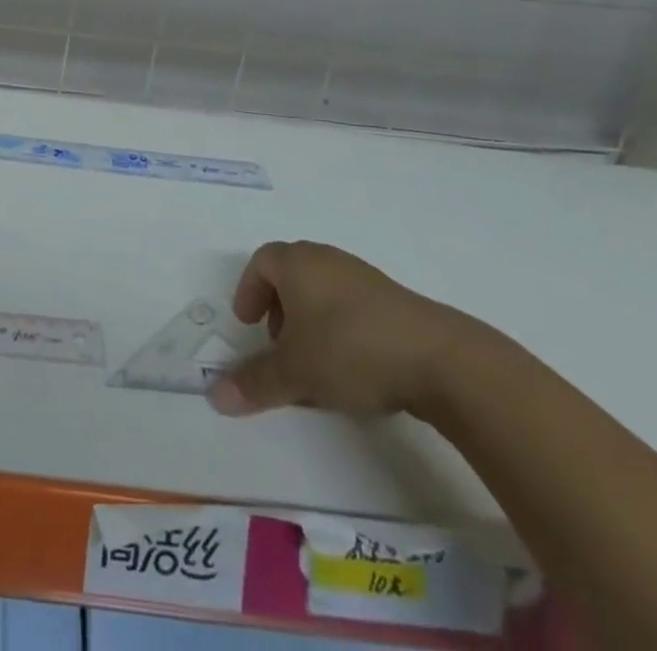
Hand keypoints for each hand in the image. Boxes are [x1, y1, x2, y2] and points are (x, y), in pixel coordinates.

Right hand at [206, 241, 486, 419]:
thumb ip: (255, 382)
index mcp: (297, 263)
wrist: (442, 360)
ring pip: (324, 291)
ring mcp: (365, 278)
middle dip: (278, 307)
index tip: (248, 324)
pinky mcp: (396, 301)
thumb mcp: (295, 372)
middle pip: (292, 273)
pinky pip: (353, 306)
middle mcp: (328, 260)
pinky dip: (341, 328)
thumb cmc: (351, 350)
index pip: (261, 262)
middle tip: (277, 343)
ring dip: (310, 320)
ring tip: (315, 362)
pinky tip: (353, 367)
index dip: (249, 291)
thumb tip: (214, 397)